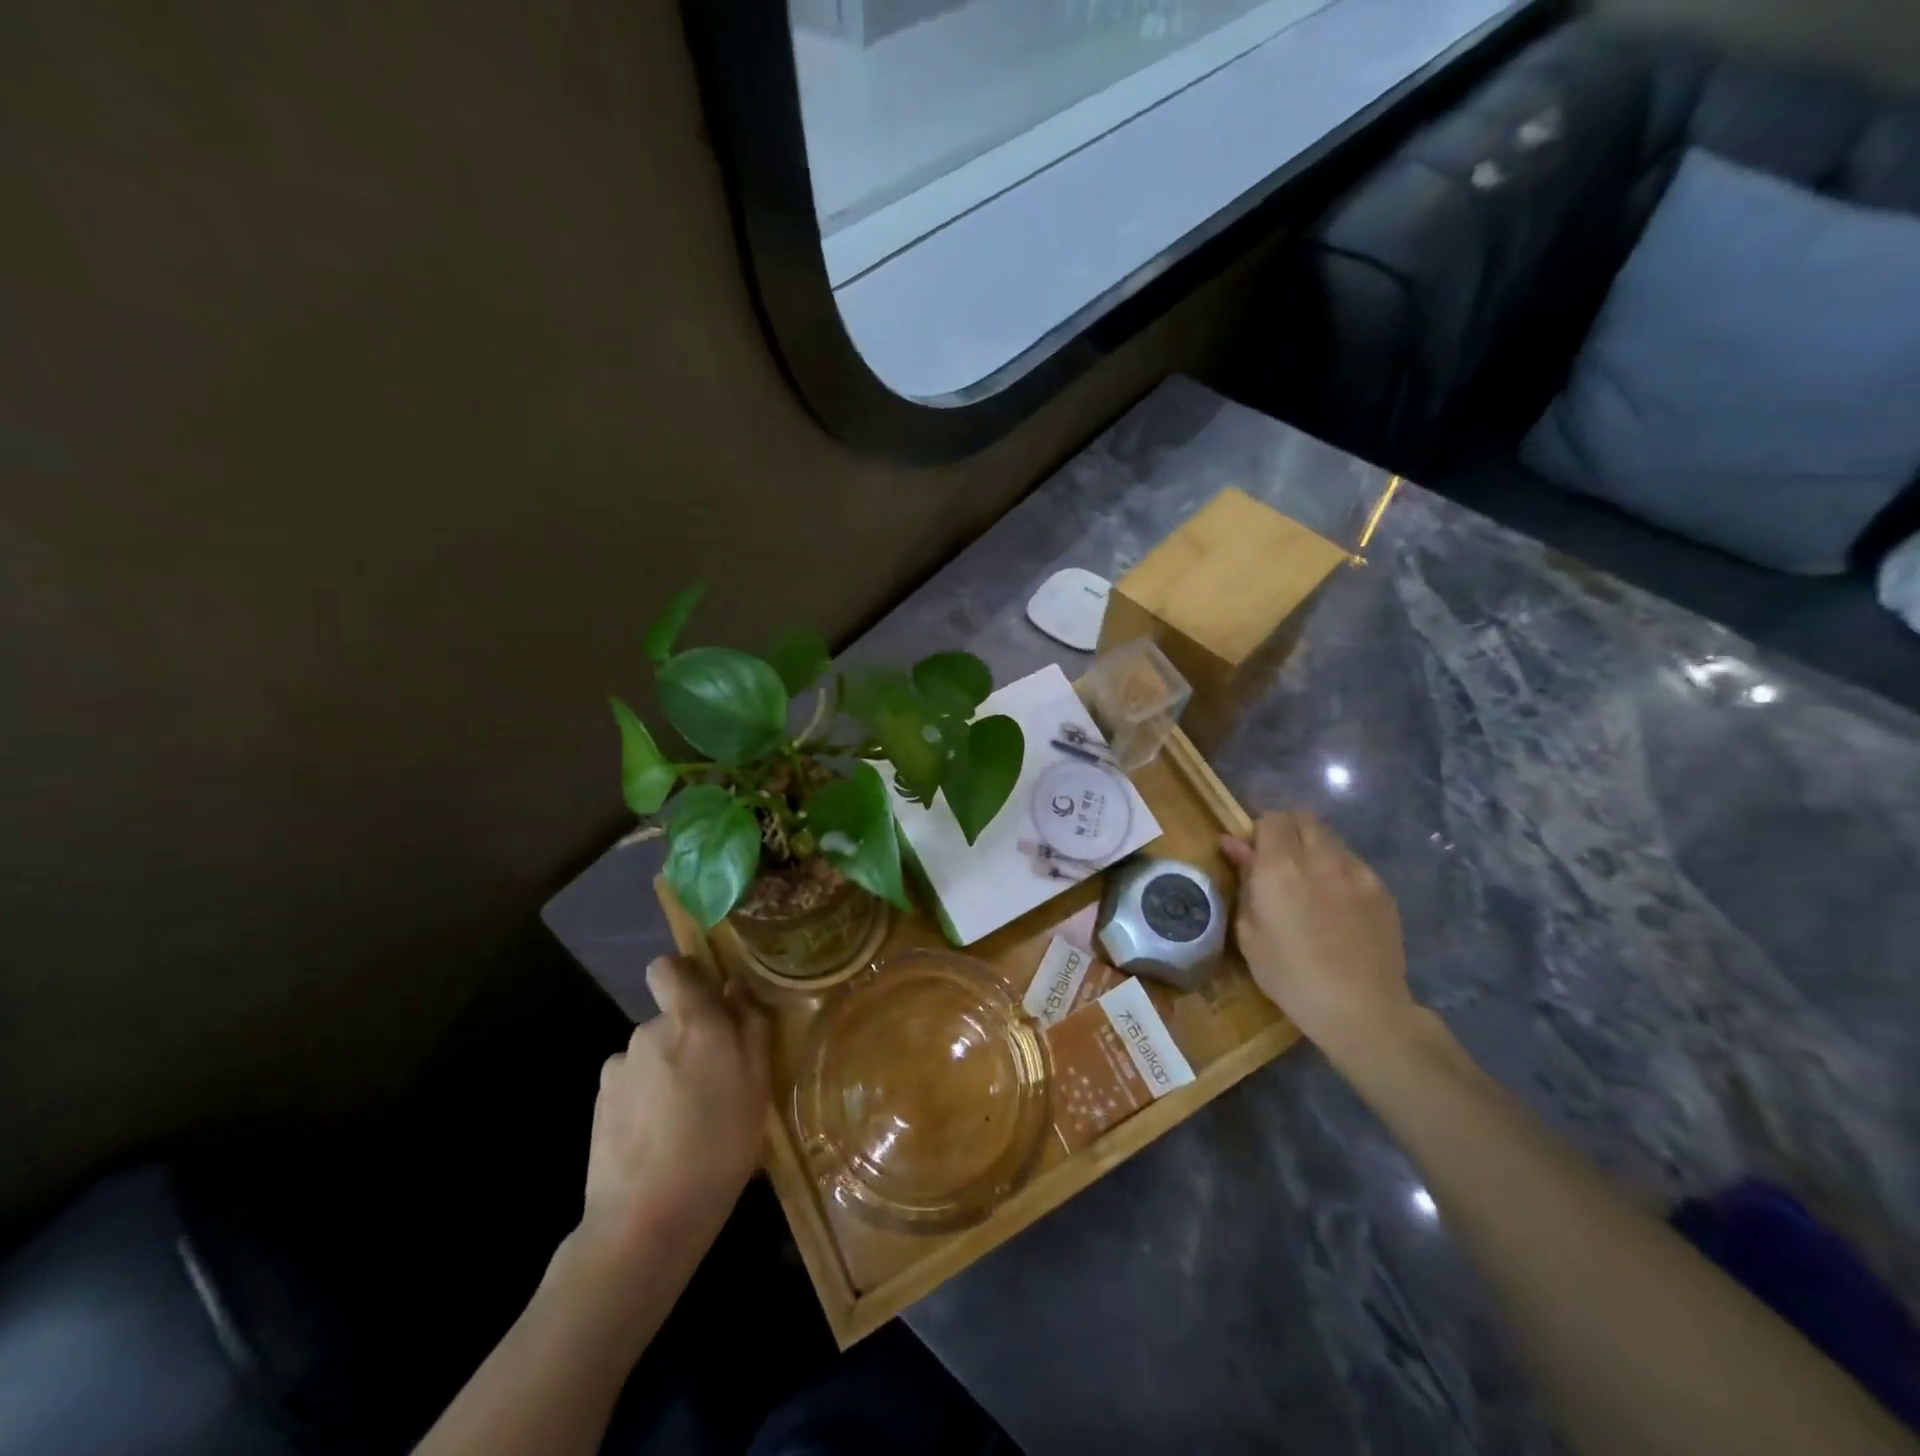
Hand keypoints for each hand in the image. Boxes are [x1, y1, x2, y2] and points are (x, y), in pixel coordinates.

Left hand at [576, 956, 769, 1273]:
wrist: (645, 1221)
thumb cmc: (718, 1146)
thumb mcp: (758, 1084)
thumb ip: (750, 1025)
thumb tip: (736, 987)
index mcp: (691, 1020)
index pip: (669, 967)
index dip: (685, 975)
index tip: (708, 1000)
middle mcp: (649, 1031)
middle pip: (669, 1017)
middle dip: (689, 1037)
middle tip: (716, 1081)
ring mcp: (619, 1068)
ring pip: (651, 1054)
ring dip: (667, 1070)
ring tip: (688, 1118)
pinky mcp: (600, 1103)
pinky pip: (632, 1084)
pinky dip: (645, 1099)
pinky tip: (660, 1137)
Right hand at [1220, 811, 1413, 1063]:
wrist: (1361, 1008)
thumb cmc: (1290, 976)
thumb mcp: (1249, 931)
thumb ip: (1244, 880)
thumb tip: (1233, 844)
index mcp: (1280, 867)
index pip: (1272, 819)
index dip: (1260, 831)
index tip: (1254, 855)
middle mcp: (1320, 858)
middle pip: (1304, 819)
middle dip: (1288, 831)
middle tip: (1279, 864)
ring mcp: (1356, 871)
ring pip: (1331, 838)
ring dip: (1314, 848)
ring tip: (1310, 883)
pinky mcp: (1381, 889)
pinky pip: (1353, 863)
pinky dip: (1339, 870)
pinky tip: (1337, 905)